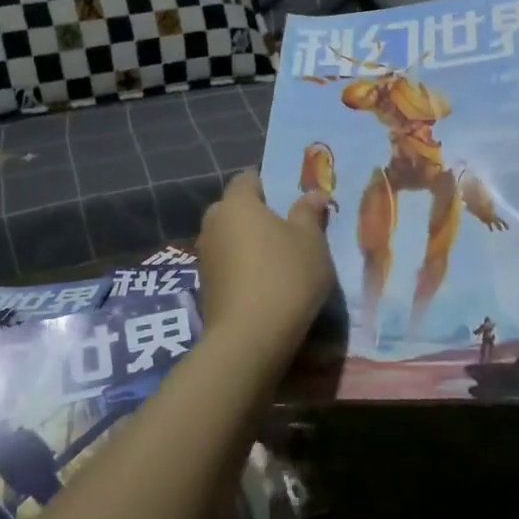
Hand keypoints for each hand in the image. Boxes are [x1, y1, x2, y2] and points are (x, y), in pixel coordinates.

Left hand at [196, 172, 336, 361]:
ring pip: (232, 237)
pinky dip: (245, 266)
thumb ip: (310, 213)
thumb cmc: (285, 277)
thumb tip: (314, 193)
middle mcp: (213, 223)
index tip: (294, 196)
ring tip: (283, 257)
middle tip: (292, 226)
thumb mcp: (311, 241)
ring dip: (252, 242)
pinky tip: (268, 282)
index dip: (271, 182)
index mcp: (236, 203)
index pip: (249, 178)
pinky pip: (229, 263)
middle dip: (261, 214)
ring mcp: (205, 256)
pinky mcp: (205, 286)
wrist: (249, 340)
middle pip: (238, 208)